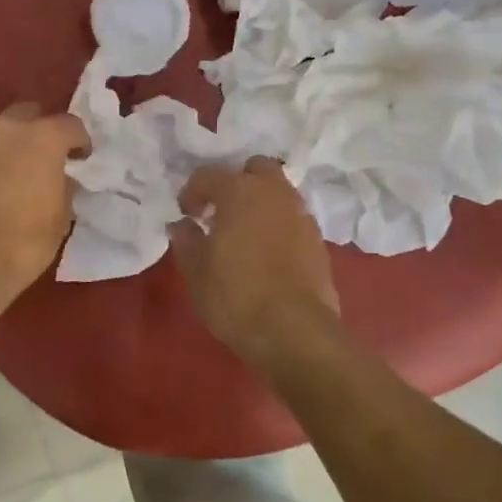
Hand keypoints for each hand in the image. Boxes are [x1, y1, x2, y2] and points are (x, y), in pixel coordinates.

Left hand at [0, 103, 90, 317]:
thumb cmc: (23, 242)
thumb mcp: (60, 218)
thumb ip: (64, 187)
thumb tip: (59, 178)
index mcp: (41, 137)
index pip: (71, 124)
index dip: (80, 142)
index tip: (82, 160)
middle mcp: (6, 130)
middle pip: (30, 114)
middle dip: (42, 130)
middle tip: (49, 158)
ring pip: (2, 133)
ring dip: (14, 146)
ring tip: (20, 174)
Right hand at [172, 158, 339, 365]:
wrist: (295, 331)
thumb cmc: (236, 296)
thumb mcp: (197, 271)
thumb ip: (187, 241)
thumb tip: (182, 225)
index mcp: (239, 192)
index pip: (209, 175)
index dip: (192, 191)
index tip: (186, 213)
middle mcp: (274, 193)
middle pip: (256, 169)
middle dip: (238, 182)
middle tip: (222, 210)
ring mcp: (301, 215)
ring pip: (279, 192)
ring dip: (261, 203)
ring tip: (244, 232)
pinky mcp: (318, 241)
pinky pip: (293, 219)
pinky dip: (278, 225)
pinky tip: (266, 252)